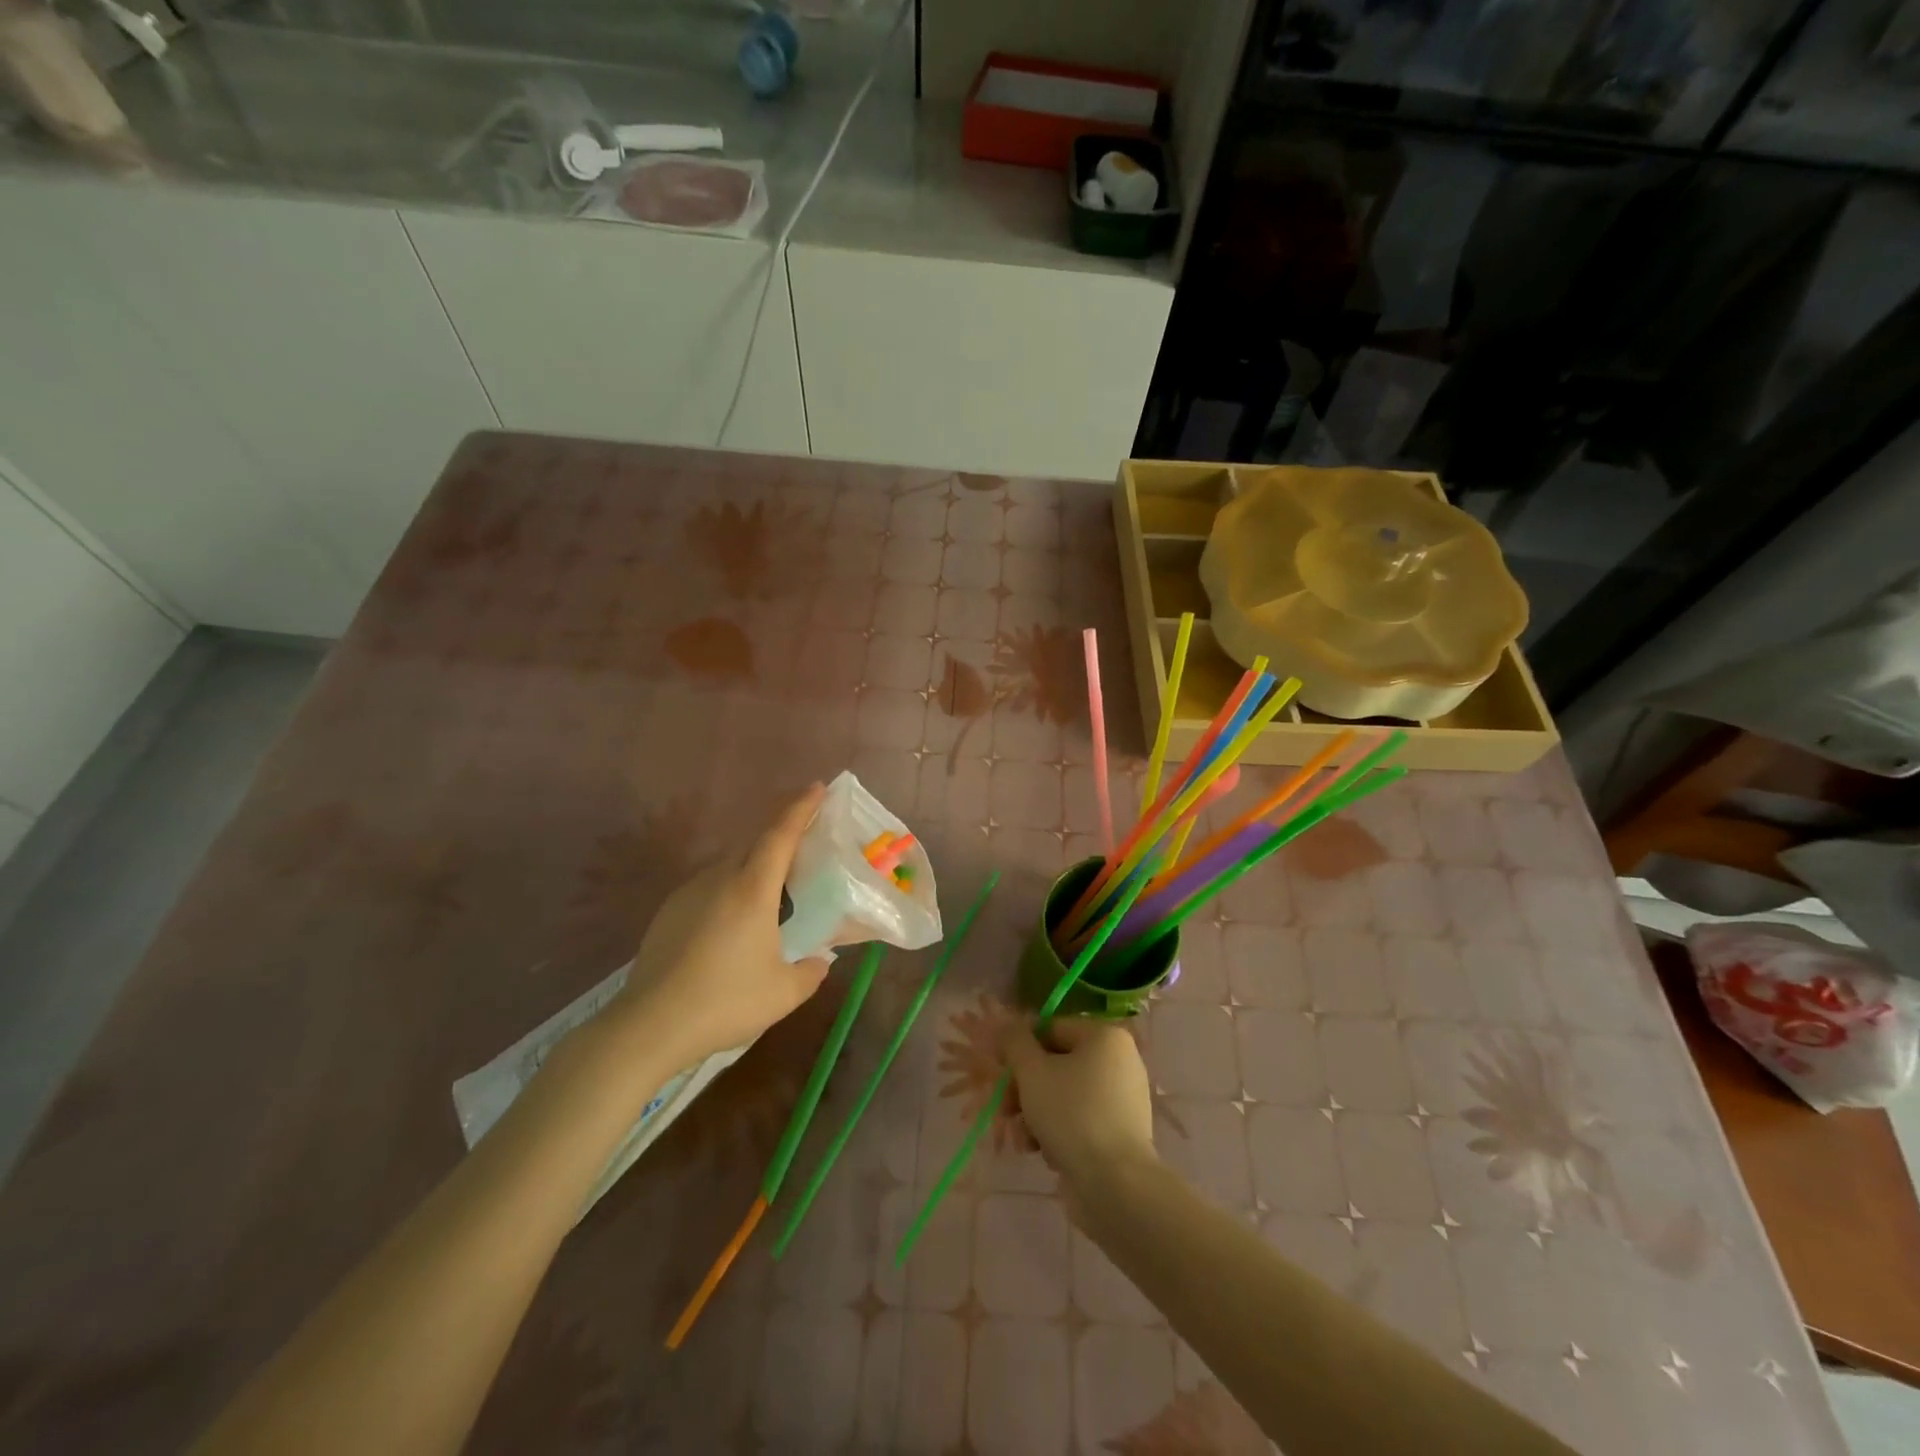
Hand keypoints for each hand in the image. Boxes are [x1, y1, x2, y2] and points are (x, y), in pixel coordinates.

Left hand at [601, 784, 830, 1073]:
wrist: (649, 1025)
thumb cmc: (725, 1002)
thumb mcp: (783, 993)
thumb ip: (811, 972)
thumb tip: (821, 960)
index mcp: (752, 889)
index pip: (781, 834)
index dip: (801, 808)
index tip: (818, 788)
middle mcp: (720, 879)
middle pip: (754, 843)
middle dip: (781, 836)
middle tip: (804, 847)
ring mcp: (689, 893)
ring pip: (730, 863)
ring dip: (754, 864)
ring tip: (771, 891)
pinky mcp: (669, 911)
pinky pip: (709, 884)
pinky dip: (730, 887)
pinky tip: (733, 921)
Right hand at [1001, 1017, 1156, 1202]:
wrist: (1116, 1185)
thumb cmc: (1072, 1115)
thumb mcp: (1033, 1072)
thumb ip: (1015, 1042)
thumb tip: (1006, 1025)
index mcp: (1105, 1036)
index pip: (1051, 1029)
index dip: (1020, 1049)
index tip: (1000, 1073)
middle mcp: (1119, 1061)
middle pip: (1057, 1064)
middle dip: (1025, 1088)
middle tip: (1005, 1109)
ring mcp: (1122, 1098)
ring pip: (1065, 1094)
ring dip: (1036, 1113)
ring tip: (1023, 1137)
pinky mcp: (1120, 1132)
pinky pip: (1081, 1119)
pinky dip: (1058, 1131)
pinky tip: (1042, 1151)